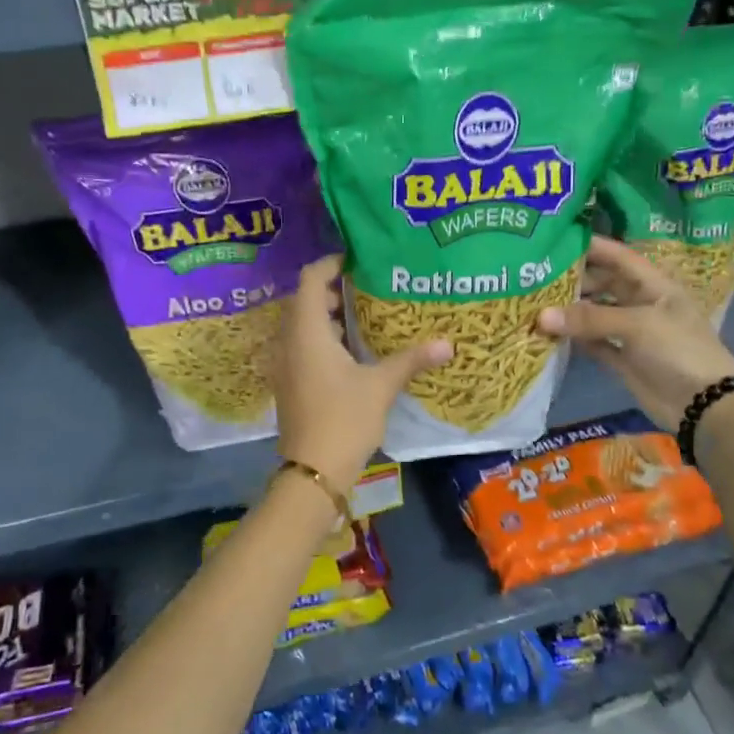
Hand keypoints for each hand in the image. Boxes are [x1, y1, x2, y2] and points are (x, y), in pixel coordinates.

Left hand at [271, 255, 452, 492]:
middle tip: (369, 288)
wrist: (312, 472)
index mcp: (307, 331)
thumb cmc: (344, 419)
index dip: (332, 263)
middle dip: (335, 290)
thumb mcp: (381, 386)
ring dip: (329, 316)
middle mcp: (289, 341)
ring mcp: (286, 363)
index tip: (359, 261)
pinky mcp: (290, 382)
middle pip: (306, 299)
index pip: (311, 278)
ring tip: (366, 316)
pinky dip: (324, 338)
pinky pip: (303, 345)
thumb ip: (411, 359)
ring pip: (304, 325)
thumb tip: (448, 343)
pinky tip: (353, 351)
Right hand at [537, 236, 733, 429]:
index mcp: (654, 285)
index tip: (557, 239)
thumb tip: (540, 316)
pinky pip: (594, 342)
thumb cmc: (679, 350)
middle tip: (536, 275)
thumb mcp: (638, 325)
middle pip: (603, 283)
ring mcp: (632, 332)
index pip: (619, 256)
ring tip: (535, 302)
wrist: (704, 405)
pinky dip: (575, 338)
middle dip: (574, 279)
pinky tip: (550, 333)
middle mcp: (641, 303)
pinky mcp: (623, 358)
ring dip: (571, 310)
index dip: (592, 246)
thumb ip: (590, 318)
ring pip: (595, 313)